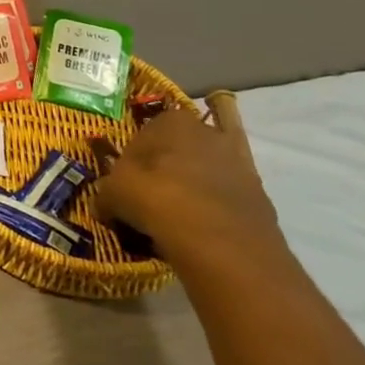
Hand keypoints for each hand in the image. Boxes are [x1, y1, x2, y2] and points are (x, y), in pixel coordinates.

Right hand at [94, 107, 285, 270]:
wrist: (222, 244)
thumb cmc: (158, 199)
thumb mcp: (114, 193)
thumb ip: (106, 193)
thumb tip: (104, 204)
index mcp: (173, 120)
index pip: (144, 133)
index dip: (133, 158)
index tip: (126, 181)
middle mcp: (209, 133)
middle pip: (180, 148)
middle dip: (166, 167)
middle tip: (150, 196)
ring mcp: (239, 163)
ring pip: (206, 171)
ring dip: (192, 186)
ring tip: (176, 215)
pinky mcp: (259, 195)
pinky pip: (226, 196)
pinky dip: (214, 206)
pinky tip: (198, 227)